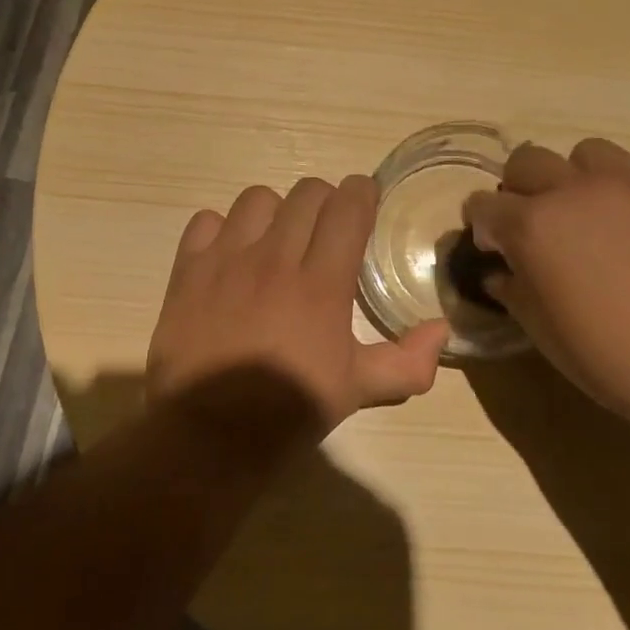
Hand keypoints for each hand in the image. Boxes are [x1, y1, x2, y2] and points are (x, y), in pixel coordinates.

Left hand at [147, 175, 450, 440]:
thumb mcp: (358, 391)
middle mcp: (275, 259)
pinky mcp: (188, 270)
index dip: (362, 194)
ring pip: (257, 199)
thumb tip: (441, 330)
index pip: (347, 207)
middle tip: (327, 229)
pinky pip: (206, 221)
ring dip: (275, 211)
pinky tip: (231, 256)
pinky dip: (222, 230)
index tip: (366, 201)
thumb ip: (408, 362)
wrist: (209, 435)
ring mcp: (226, 260)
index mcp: (322, 283)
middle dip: (325, 201)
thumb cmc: (289, 411)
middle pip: (307, 193)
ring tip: (277, 239)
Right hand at [463, 139, 629, 427]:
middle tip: (537, 226)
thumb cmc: (612, 358)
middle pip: (527, 161)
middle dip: (519, 189)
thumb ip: (513, 289)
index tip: (495, 250)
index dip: (483, 226)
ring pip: (585, 154)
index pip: (484, 204)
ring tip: (590, 216)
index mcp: (534, 225)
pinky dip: (625, 198)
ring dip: (574, 178)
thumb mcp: (543, 332)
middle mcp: (576, 191)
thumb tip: (502, 271)